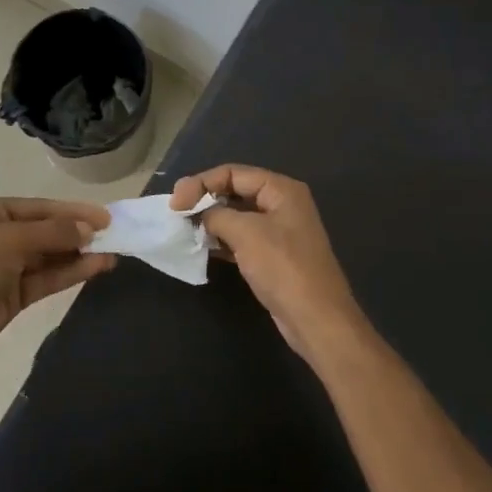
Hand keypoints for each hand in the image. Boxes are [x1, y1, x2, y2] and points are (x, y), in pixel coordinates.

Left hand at [0, 197, 114, 373]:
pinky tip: (95, 268)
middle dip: (78, 232)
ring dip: (79, 254)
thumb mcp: (10, 241)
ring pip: (50, 256)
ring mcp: (5, 267)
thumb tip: (88, 230)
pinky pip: (47, 279)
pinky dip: (70, 273)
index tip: (106, 217)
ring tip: (113, 252)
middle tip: (115, 235)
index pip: (40, 207)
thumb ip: (53, 233)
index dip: (73, 211)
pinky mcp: (12, 296)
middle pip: (46, 230)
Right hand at [170, 165, 367, 362]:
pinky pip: (242, 238)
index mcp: (281, 189)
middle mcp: (282, 204)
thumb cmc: (283, 268)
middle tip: (176, 212)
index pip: (233, 173)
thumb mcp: (246, 233)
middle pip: (235, 190)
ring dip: (211, 220)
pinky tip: (201, 247)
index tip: (175, 203)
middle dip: (205, 199)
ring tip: (184, 229)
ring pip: (237, 216)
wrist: (316, 319)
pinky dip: (221, 239)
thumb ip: (217, 215)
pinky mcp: (273, 255)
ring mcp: (279, 231)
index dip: (201, 182)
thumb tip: (200, 214)